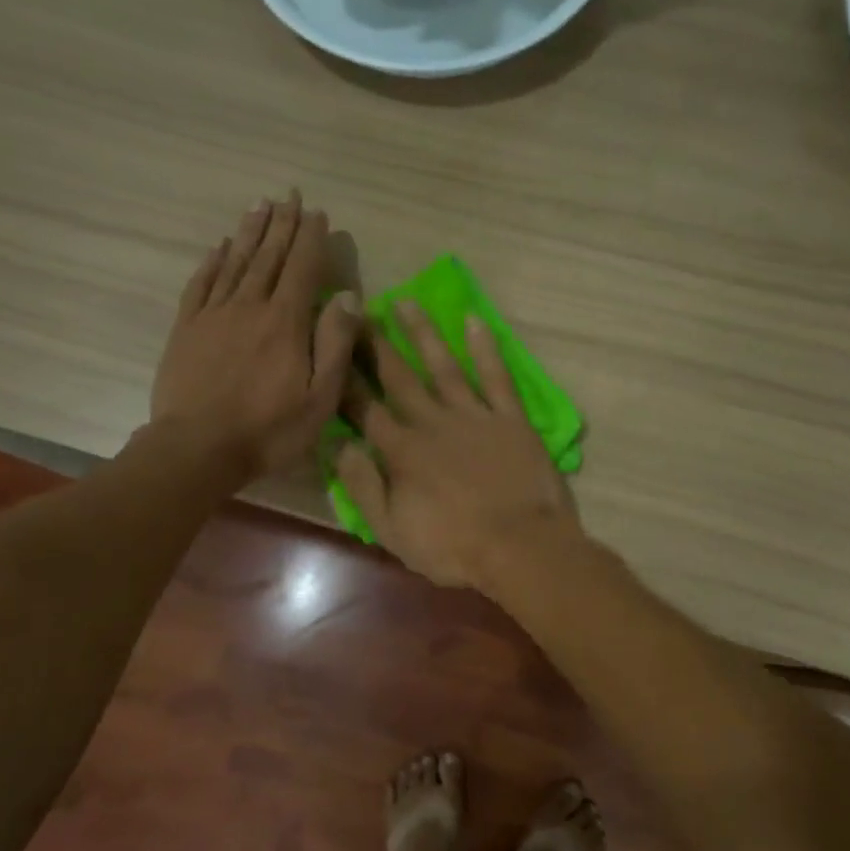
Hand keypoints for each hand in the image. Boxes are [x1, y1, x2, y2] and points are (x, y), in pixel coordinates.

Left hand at [150, 191, 360, 479]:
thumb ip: (335, 345)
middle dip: (282, 224)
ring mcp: (213, 315)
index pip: (303, 268)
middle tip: (289, 195)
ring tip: (259, 205)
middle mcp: (249, 306)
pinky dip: (212, 262)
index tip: (318, 213)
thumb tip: (349, 297)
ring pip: (235, 263)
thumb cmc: (268, 430)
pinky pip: (201, 285)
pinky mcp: (186, 329)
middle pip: (269, 256)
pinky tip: (218, 248)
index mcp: (285, 322)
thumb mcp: (319, 398)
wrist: (197, 448)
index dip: (312, 238)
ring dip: (249, 232)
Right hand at [336, 300, 578, 590]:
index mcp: (400, 450)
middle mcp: (432, 422)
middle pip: (398, 377)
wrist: (521, 547)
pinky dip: (485, 349)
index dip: (343, 378)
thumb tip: (337, 444)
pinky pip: (496, 376)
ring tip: (404, 302)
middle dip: (374, 344)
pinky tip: (474, 322)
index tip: (329, 347)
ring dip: (422, 334)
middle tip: (357, 310)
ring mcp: (474, 416)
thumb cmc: (452, 547)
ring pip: (442, 366)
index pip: (363, 407)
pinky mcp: (510, 418)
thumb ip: (362, 485)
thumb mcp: (391, 530)